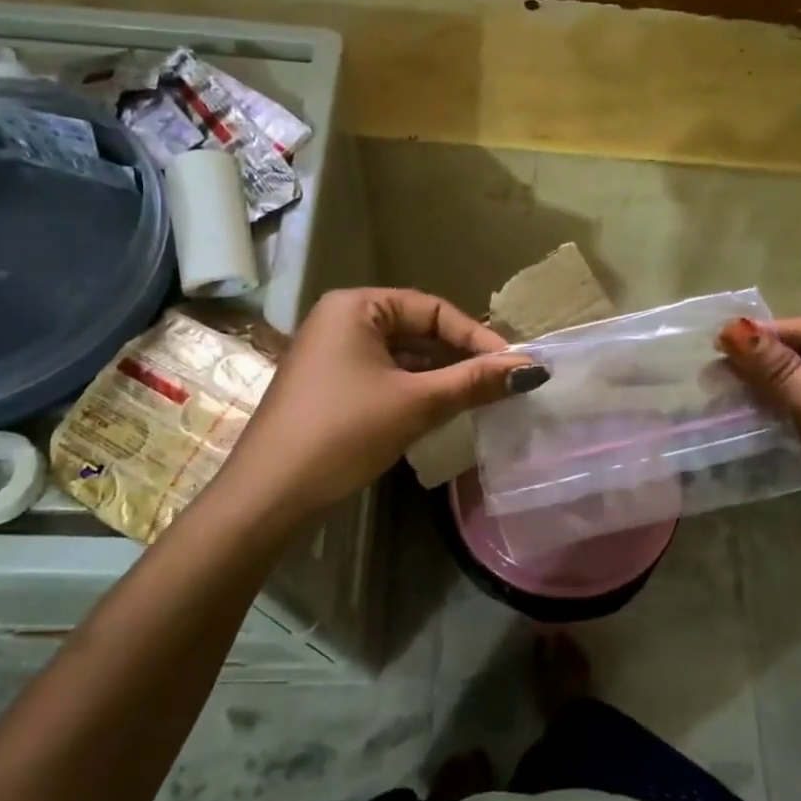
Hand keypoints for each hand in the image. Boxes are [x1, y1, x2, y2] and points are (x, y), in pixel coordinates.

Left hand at [215, 288, 541, 520]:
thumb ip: (474, 382)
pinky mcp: (331, 385)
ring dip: (441, 375)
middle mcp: (342, 320)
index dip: (477, 336)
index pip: (433, 309)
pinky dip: (416, 389)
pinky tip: (443, 408)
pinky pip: (385, 375)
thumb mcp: (415, 403)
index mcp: (356, 306)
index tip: (513, 365)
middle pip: (418, 330)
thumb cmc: (343, 433)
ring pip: (403, 355)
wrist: (270, 494)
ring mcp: (333, 354)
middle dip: (460, 357)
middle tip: (501, 382)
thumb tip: (531, 369)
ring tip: (481, 397)